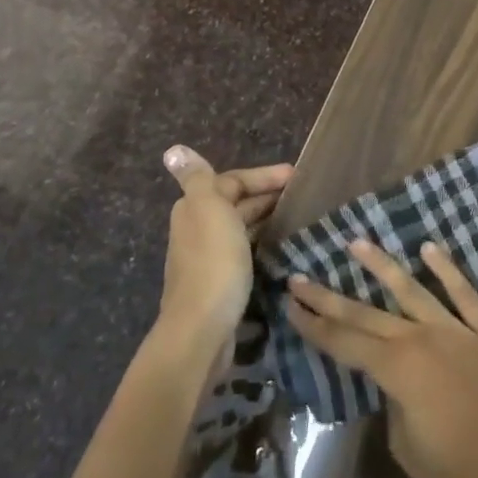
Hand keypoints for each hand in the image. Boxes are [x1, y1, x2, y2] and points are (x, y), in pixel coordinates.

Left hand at [159, 145, 291, 370]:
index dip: (263, 176)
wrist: (203, 328)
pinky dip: (264, 244)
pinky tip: (282, 250)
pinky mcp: (222, 282)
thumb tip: (173, 149)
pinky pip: (247, 252)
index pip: (232, 180)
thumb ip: (197, 178)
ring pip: (242, 228)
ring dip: (267, 220)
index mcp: (194, 207)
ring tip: (300, 220)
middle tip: (304, 197)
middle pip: (236, 203)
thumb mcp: (208, 209)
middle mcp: (198, 229)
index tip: (296, 177)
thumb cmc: (213, 262)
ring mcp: (209, 258)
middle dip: (267, 196)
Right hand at [285, 240, 477, 477]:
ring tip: (356, 243)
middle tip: (299, 276)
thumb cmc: (467, 476)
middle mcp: (422, 339)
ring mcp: (458, 330)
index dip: (314, 326)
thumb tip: (398, 389)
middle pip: (367, 314)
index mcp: (398, 372)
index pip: (345, 343)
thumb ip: (396, 410)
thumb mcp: (411, 452)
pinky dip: (447, 269)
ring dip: (382, 266)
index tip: (289, 304)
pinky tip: (429, 248)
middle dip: (329, 296)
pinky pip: (465, 293)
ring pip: (412, 289)